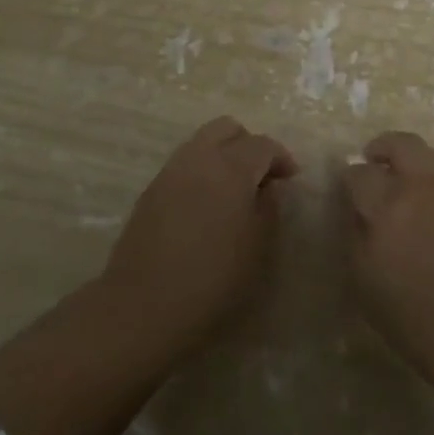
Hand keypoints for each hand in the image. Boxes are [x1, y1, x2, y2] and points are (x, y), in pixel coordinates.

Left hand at [100, 116, 298, 358]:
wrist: (142, 306)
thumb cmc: (212, 280)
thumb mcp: (257, 247)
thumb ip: (268, 208)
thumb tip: (268, 187)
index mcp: (231, 168)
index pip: (262, 144)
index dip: (281, 157)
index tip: (291, 178)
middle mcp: (200, 158)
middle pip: (227, 128)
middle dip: (248, 144)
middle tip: (260, 176)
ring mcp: (170, 172)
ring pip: (202, 142)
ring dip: (222, 155)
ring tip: (233, 190)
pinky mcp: (151, 191)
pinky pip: (184, 165)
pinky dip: (201, 172)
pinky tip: (207, 205)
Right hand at [341, 131, 433, 380]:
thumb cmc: (412, 315)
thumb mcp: (364, 282)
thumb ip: (355, 237)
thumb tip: (354, 210)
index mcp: (386, 205)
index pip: (359, 173)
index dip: (348, 178)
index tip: (344, 189)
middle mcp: (418, 186)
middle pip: (400, 144)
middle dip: (381, 147)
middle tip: (370, 160)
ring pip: (428, 151)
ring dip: (409, 154)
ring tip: (399, 173)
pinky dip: (430, 170)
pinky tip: (423, 194)